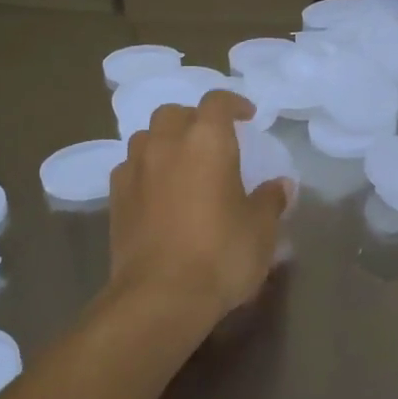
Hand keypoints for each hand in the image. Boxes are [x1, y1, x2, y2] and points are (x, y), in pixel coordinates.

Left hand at [108, 90, 289, 357]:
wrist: (161, 296)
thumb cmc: (221, 254)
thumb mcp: (261, 228)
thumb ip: (271, 200)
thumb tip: (281, 185)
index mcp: (207, 141)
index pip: (217, 102)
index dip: (233, 104)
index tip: (247, 116)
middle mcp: (166, 145)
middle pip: (174, 113)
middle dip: (193, 119)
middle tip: (212, 141)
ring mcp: (135, 170)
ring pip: (145, 137)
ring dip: (164, 142)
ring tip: (182, 164)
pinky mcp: (116, 199)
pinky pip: (130, 168)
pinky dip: (145, 170)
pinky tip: (158, 192)